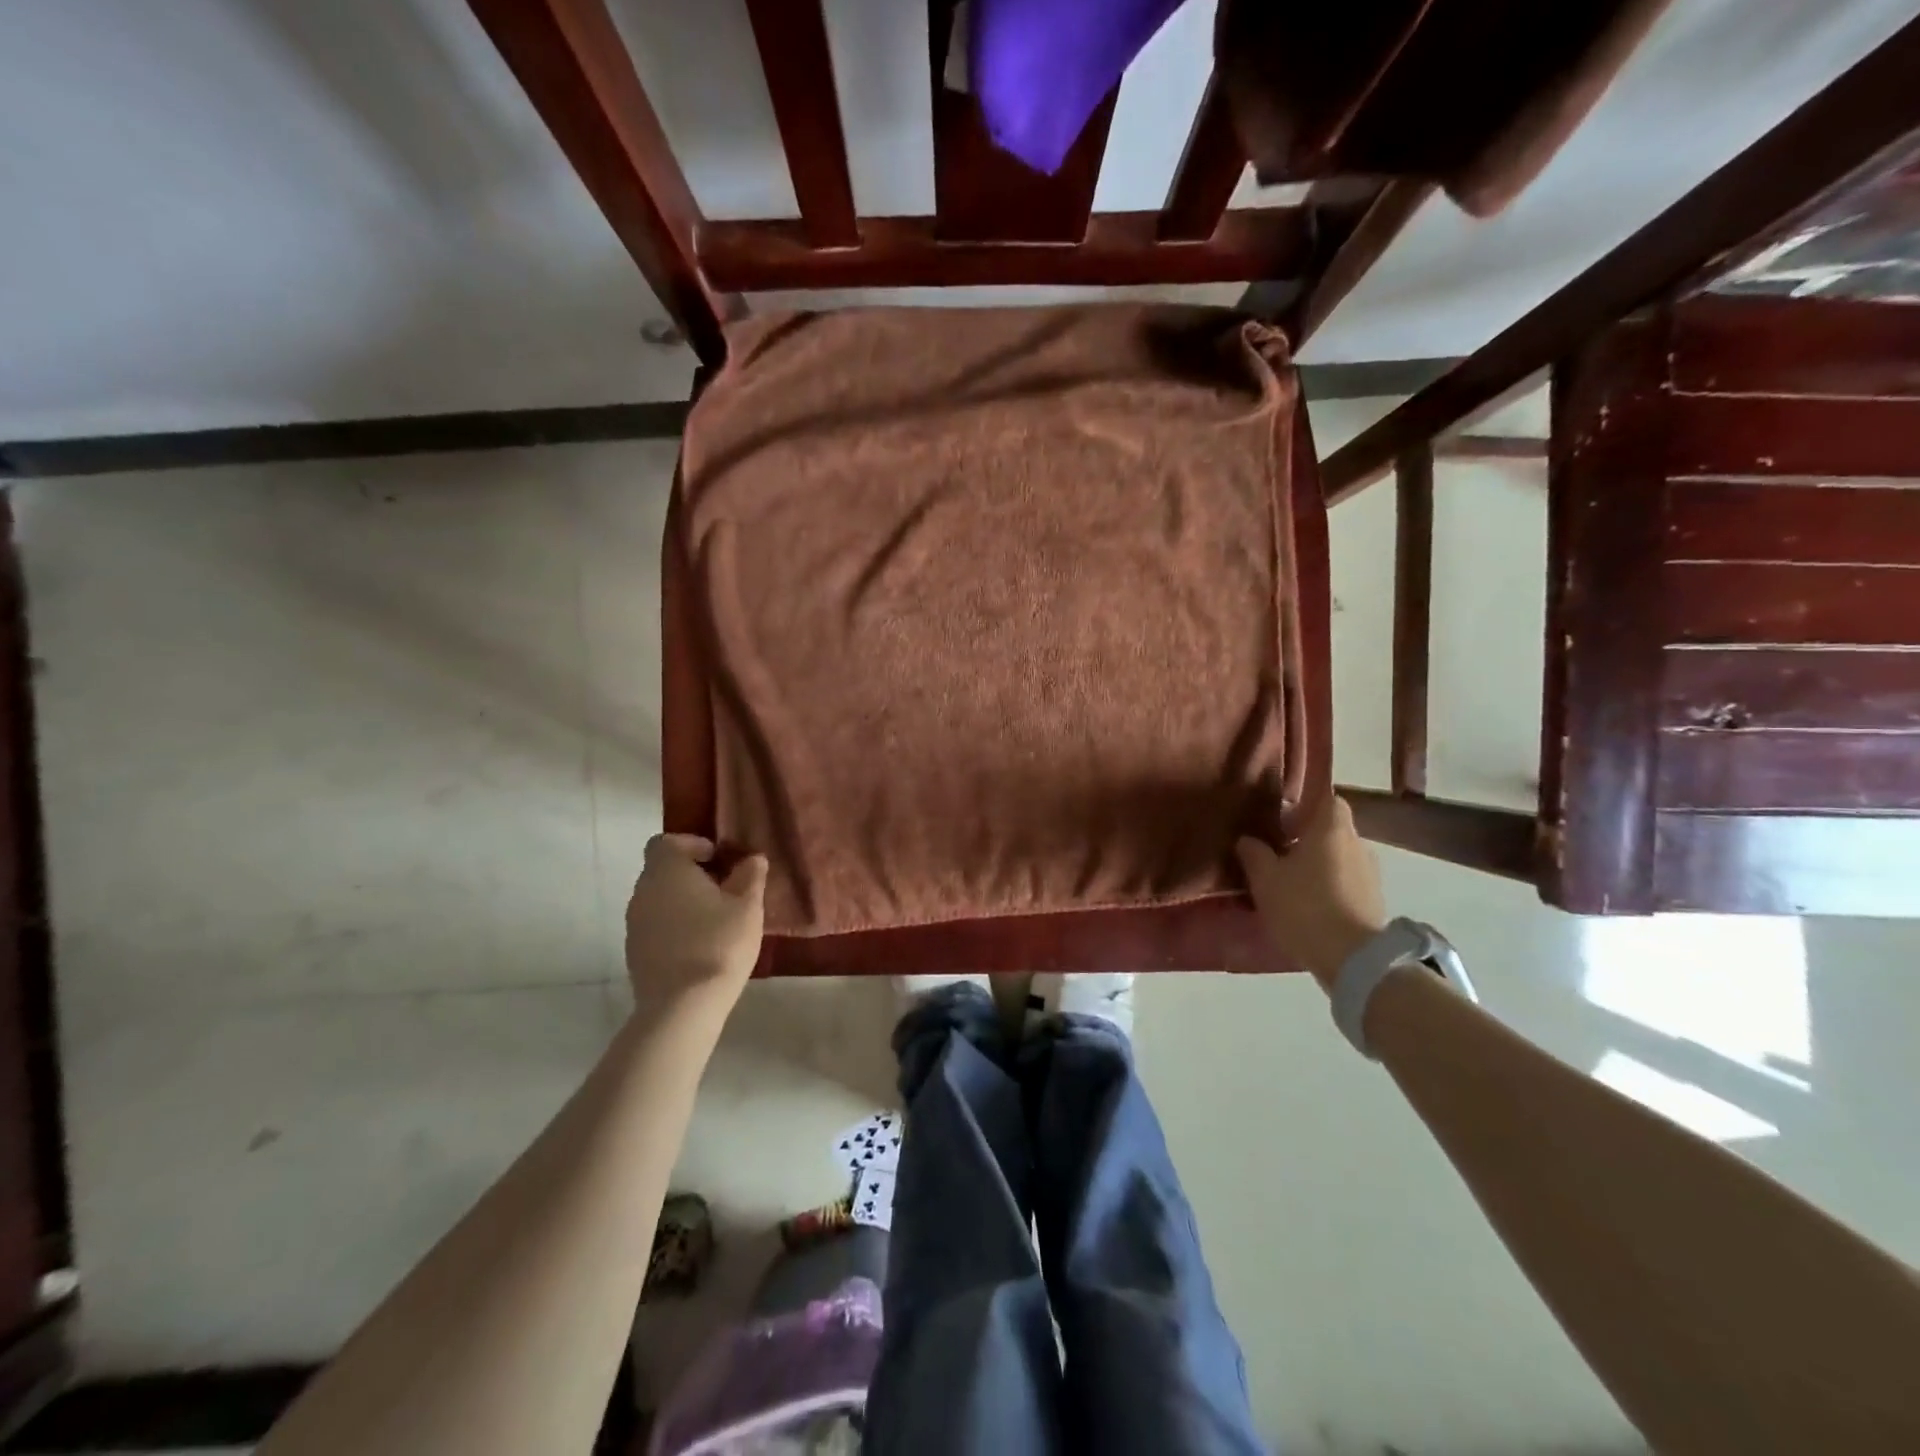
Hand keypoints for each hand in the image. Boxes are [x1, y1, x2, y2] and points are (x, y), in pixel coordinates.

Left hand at [625, 835, 767, 1022]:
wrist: (682, 1007)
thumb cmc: (718, 944)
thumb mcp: (747, 907)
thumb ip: (750, 877)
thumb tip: (752, 859)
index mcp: (667, 871)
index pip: (667, 841)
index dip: (692, 844)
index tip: (719, 859)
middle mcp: (643, 891)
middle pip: (663, 870)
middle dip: (692, 874)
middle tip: (725, 889)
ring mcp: (634, 924)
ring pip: (659, 899)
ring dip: (683, 902)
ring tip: (716, 920)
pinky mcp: (635, 953)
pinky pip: (656, 926)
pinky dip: (675, 927)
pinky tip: (701, 945)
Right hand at [1236, 795, 1387, 989]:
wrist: (1352, 958)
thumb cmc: (1303, 906)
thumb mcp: (1264, 878)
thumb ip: (1253, 852)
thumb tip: (1247, 839)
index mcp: (1332, 829)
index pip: (1328, 799)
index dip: (1306, 806)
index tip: (1283, 821)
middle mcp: (1358, 844)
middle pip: (1333, 830)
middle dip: (1308, 839)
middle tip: (1279, 854)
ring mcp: (1371, 875)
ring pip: (1341, 858)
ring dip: (1320, 865)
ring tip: (1292, 884)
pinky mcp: (1375, 902)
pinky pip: (1348, 883)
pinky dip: (1331, 887)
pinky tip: (1310, 906)